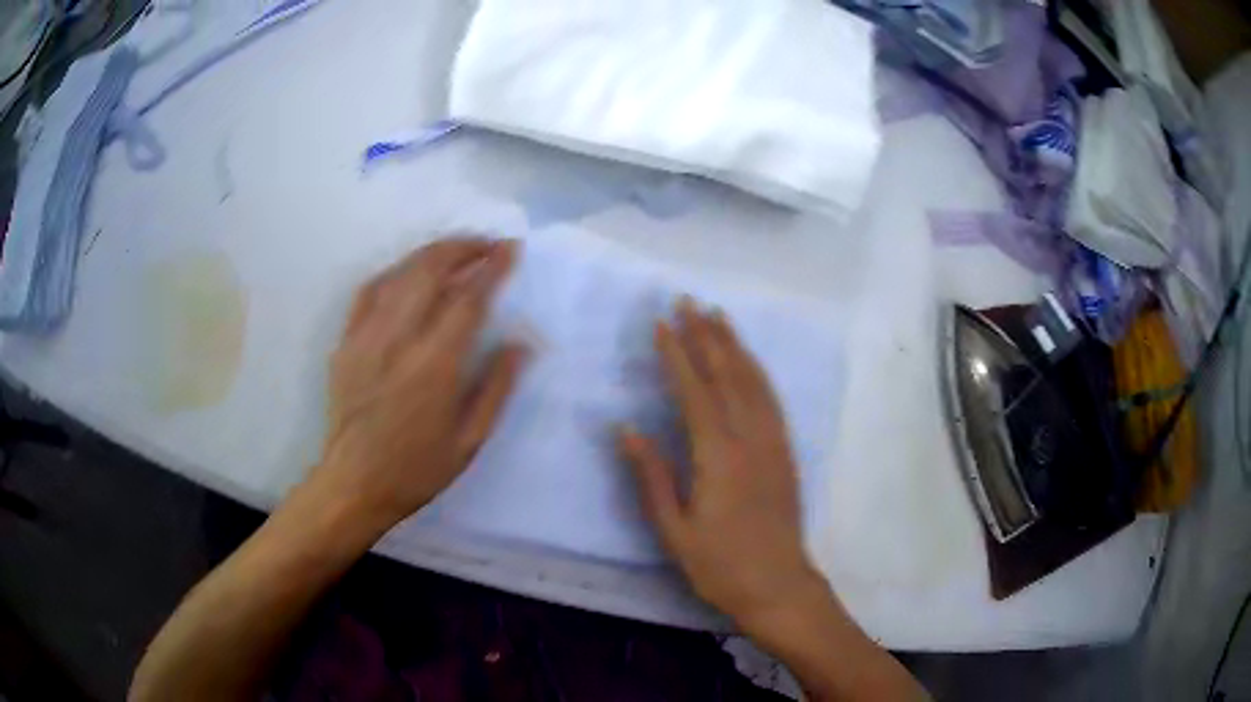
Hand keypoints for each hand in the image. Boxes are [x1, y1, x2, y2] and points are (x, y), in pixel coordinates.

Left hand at [308, 237, 526, 531]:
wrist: (354, 483)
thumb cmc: (417, 469)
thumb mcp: (470, 440)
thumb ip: (497, 387)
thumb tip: (521, 342)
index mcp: (434, 365)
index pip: (467, 299)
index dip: (492, 269)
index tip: (510, 249)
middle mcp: (398, 339)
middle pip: (430, 271)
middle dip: (462, 248)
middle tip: (486, 244)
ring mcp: (366, 336)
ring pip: (399, 274)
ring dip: (430, 254)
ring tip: (454, 251)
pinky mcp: (346, 342)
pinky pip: (369, 291)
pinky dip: (394, 272)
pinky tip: (407, 273)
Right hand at [618, 299, 827, 626]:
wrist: (778, 586)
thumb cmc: (720, 565)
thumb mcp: (674, 530)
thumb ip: (652, 476)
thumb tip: (627, 429)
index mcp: (718, 457)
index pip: (694, 392)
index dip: (677, 355)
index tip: (661, 323)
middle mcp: (750, 439)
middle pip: (727, 375)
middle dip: (706, 335)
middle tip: (688, 302)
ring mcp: (773, 443)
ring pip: (753, 381)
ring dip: (734, 345)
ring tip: (718, 316)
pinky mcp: (785, 452)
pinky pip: (771, 400)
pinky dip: (757, 372)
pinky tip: (748, 361)